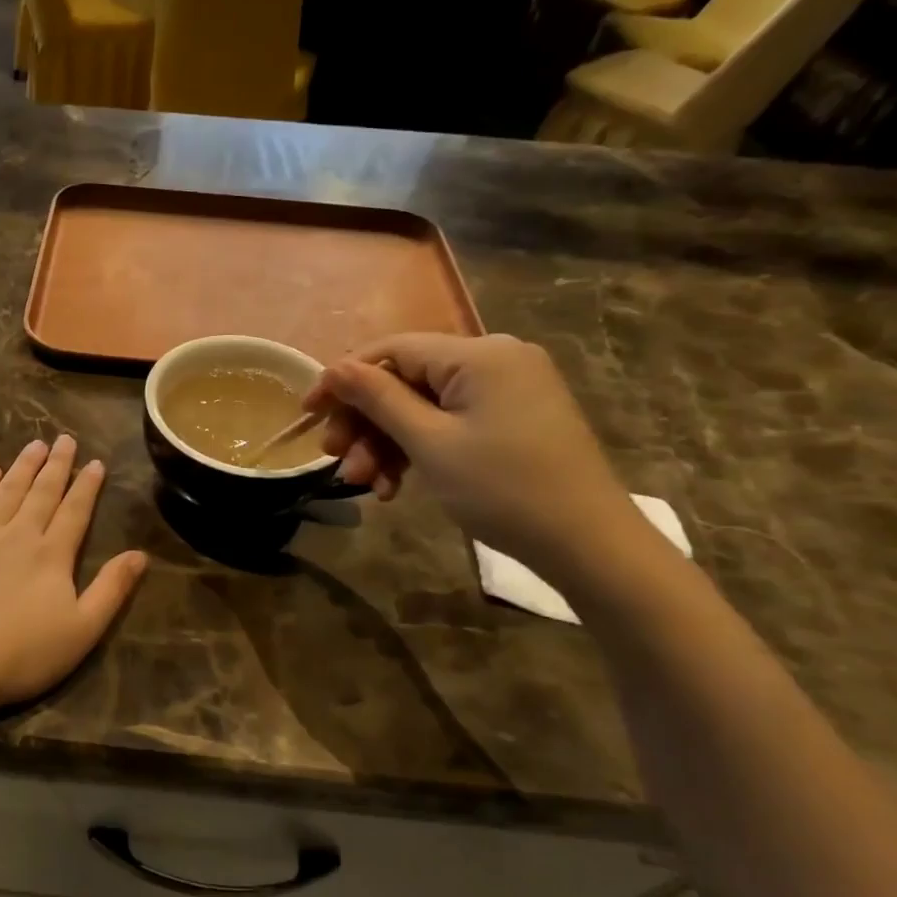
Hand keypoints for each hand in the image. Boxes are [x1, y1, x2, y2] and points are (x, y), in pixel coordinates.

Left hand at [0, 437, 146, 717]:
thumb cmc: (21, 654)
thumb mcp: (81, 630)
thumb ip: (112, 589)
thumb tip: (141, 554)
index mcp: (52, 553)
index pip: (75, 510)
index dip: (87, 485)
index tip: (95, 462)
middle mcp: (18, 533)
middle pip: (41, 491)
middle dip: (56, 464)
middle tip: (64, 439)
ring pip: (6, 489)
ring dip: (23, 466)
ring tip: (35, 445)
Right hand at [304, 333, 646, 576]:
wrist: (589, 546)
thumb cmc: (503, 489)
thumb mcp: (429, 443)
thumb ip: (377, 399)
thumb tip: (335, 368)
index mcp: (479, 354)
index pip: (391, 350)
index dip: (343, 379)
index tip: (307, 413)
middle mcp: (494, 360)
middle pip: (405, 380)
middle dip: (365, 422)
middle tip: (334, 459)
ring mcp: (505, 391)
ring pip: (422, 407)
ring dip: (385, 443)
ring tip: (363, 485)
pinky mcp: (510, 419)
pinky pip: (448, 423)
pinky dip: (417, 450)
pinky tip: (395, 486)